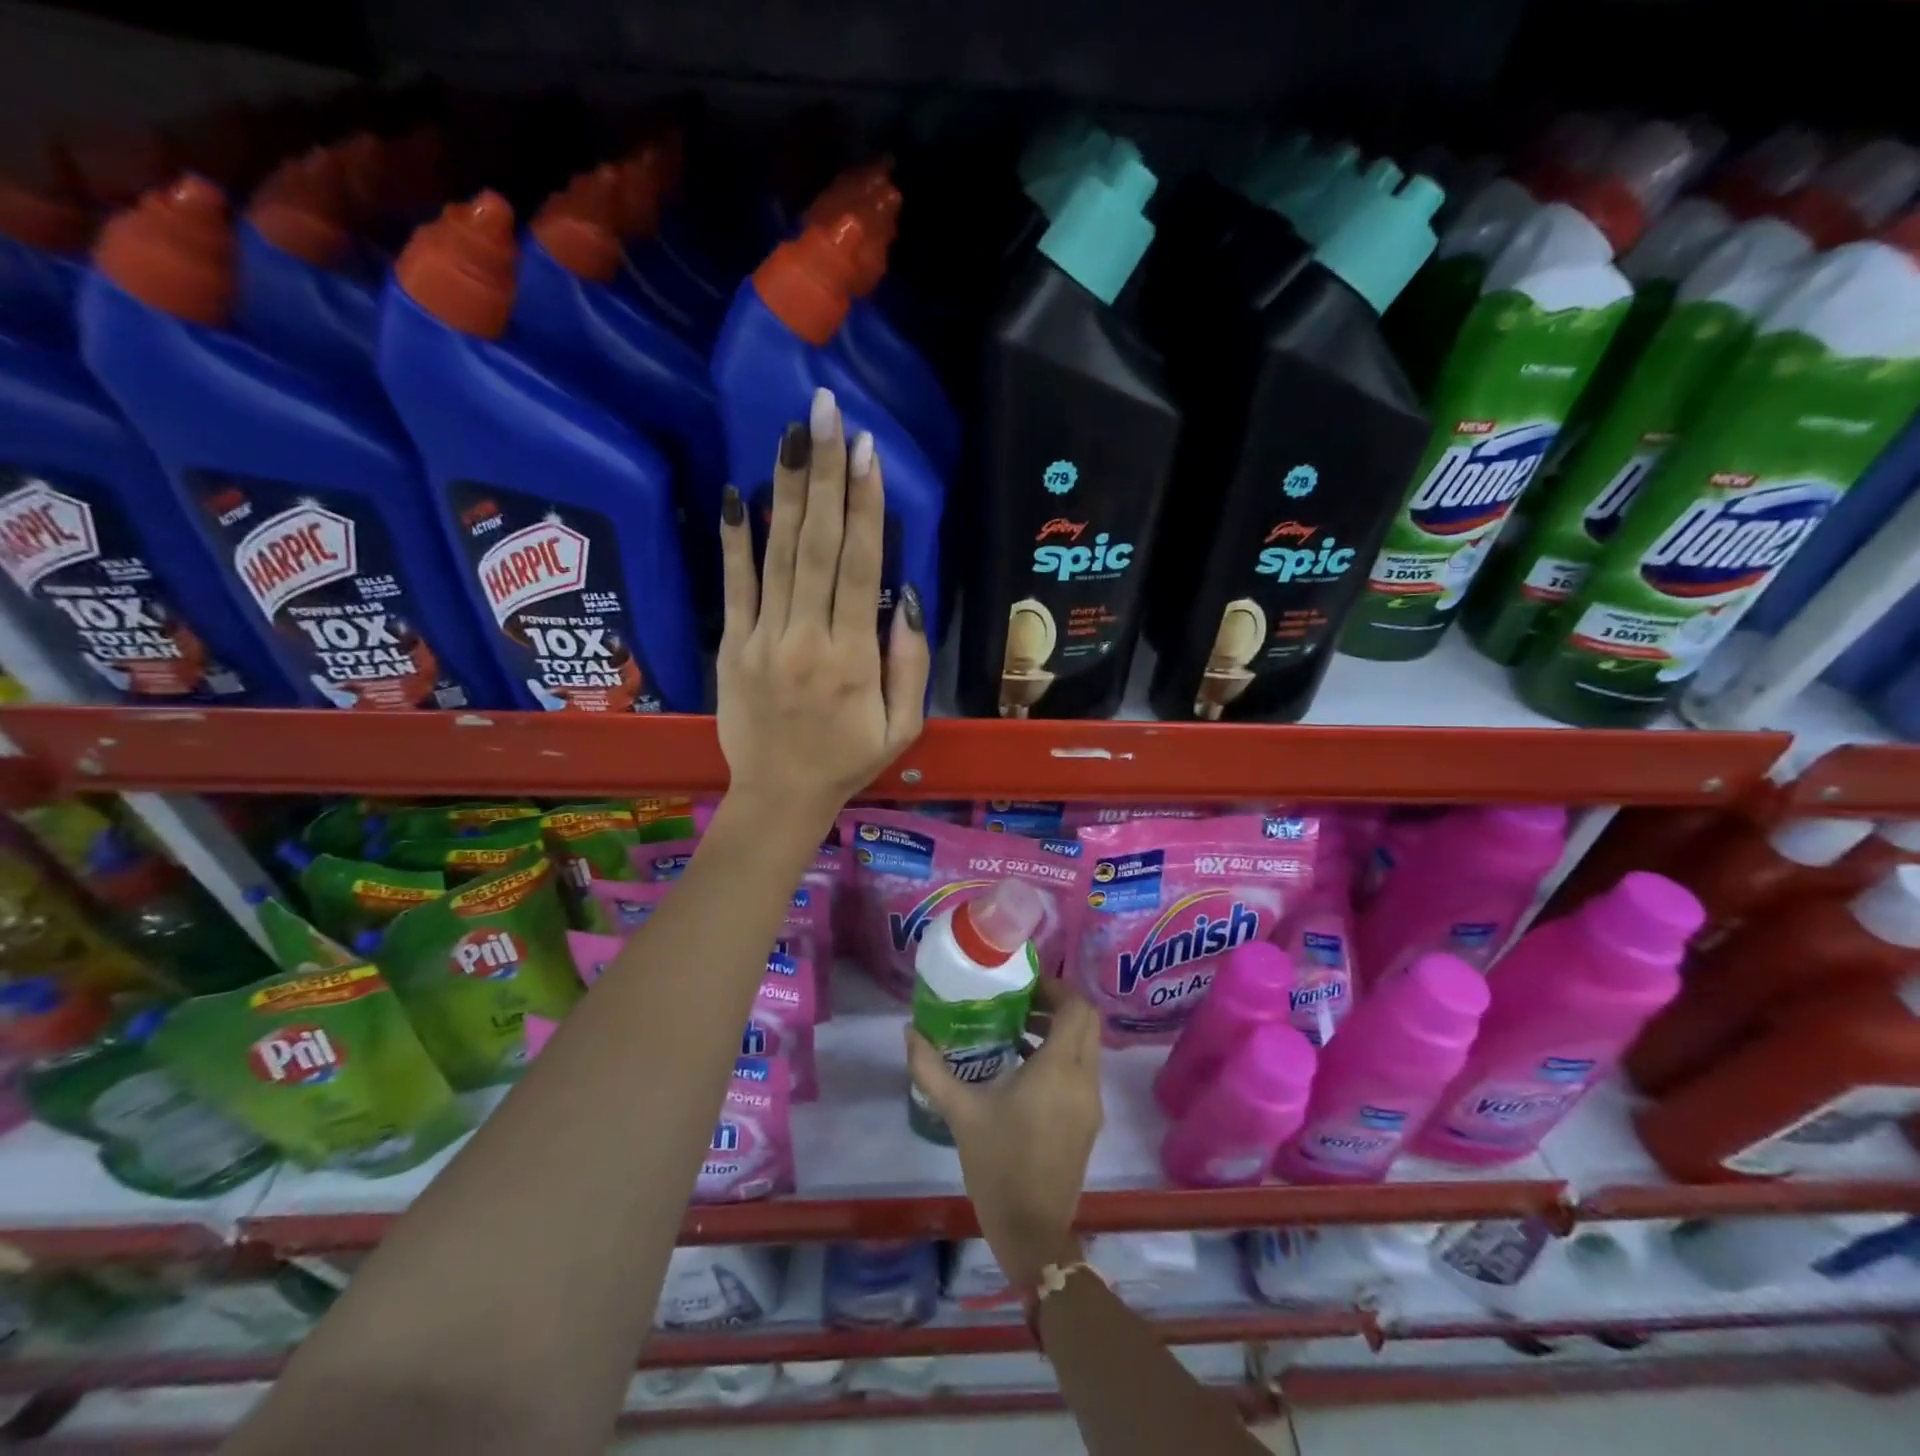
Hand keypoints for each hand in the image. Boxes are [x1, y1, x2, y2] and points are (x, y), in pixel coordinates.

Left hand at [716, 387, 929, 833]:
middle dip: (825, 476)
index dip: (865, 507)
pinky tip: (738, 495)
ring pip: (778, 555)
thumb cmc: (848, 760)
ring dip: (787, 491)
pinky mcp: (732, 645)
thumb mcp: (903, 726)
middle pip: (817, 546)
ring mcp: (763, 639)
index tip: (867, 452)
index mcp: (853, 659)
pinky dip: (734, 541)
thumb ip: (908, 663)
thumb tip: (905, 596)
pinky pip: (733, 587)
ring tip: (793, 434)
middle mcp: (806, 638)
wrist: (779, 796)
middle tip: (827, 414)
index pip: (859, 568)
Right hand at [906, 978, 1103, 1286]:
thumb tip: (909, 1031)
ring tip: (1016, 1031)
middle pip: (1087, 1022)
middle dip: (1058, 1004)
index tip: (1023, 985)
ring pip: (1087, 1047)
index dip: (1055, 987)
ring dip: (1060, 1031)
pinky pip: (1083, 1072)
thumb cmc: (998, 1165)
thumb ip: (931, 1069)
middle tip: (1020, 1003)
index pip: (1077, 1007)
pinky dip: (1063, 1057)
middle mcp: (1084, 1079)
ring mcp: (1091, 1103)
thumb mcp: (960, 1113)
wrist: (1032, 1232)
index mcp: (1059, 1069)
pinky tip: (1023, 1069)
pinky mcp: (1088, 1122)